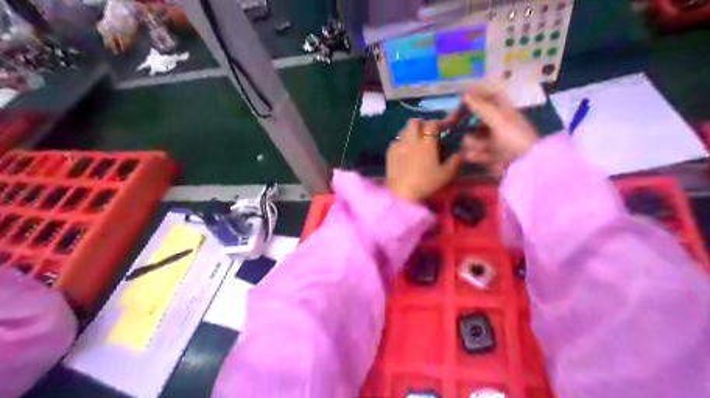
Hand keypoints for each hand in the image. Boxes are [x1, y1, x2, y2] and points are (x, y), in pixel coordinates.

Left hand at [385, 119, 464, 201]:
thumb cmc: (425, 183)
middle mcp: (411, 139)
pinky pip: (396, 140)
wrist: (401, 193)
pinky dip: (402, 141)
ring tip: (416, 141)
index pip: (432, 124)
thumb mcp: (446, 175)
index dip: (440, 123)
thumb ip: (455, 161)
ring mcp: (399, 145)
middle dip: (422, 123)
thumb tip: (460, 152)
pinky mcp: (389, 152)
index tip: (445, 127)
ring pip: (404, 130)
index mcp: (427, 143)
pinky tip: (405, 151)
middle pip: (415, 122)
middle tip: (428, 132)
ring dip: (411, 131)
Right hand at [445, 81, 541, 174]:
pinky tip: (474, 156)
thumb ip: (481, 108)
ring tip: (477, 148)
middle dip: (466, 124)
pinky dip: (474, 154)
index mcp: (504, 113)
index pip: (490, 98)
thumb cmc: (515, 138)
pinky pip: (475, 152)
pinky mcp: (489, 156)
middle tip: (452, 123)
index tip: (462, 98)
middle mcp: (497, 125)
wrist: (524, 165)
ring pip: (472, 137)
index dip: (478, 96)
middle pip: (475, 120)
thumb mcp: (499, 120)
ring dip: (471, 142)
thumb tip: (466, 95)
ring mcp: (492, 141)